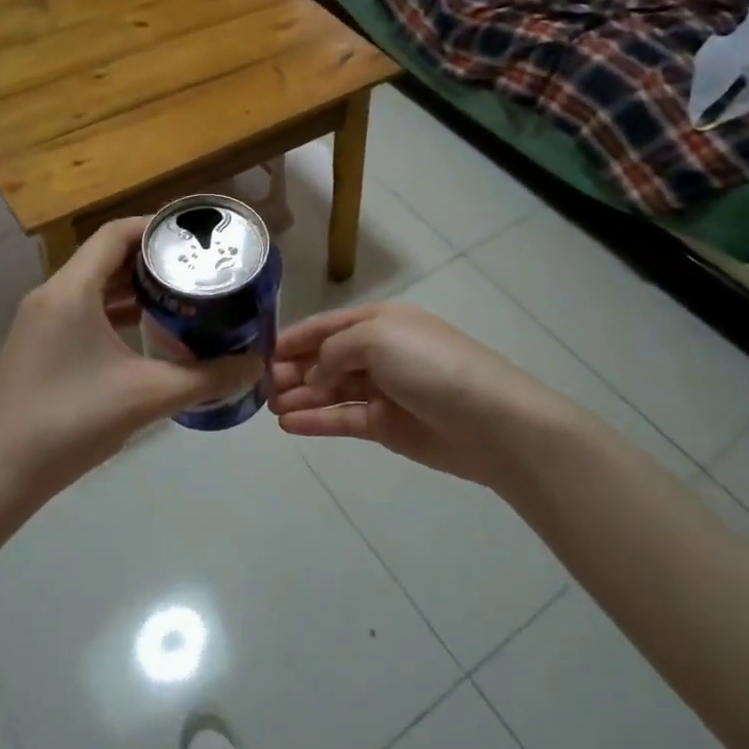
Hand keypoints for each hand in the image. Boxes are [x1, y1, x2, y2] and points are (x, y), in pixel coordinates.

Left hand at [0, 219, 262, 498]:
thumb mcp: (146, 396)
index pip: (115, 234)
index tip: (195, 238)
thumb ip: (206, 378)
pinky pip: (82, 312)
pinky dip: (115, 313)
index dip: (156, 228)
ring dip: (134, 288)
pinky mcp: (38, 348)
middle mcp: (51, 295)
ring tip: (180, 298)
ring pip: (93, 287)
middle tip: (197, 270)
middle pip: (106, 257)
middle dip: (152, 260)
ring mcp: (40, 323)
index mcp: (71, 290)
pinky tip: (146, 335)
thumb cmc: (70, 422)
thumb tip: (255, 365)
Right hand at [269, 304, 559, 489]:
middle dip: (293, 369)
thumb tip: (314, 374)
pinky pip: (343, 419)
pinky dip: (317, 420)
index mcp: (380, 322)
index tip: (261, 351)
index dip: (295, 337)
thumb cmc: (429, 365)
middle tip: (260, 385)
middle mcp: (379, 352)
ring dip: (301, 396)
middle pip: (326, 358)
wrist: (489, 420)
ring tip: (268, 406)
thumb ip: (333, 350)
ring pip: (331, 390)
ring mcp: (383, 390)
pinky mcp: (387, 426)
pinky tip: (289, 424)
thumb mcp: (376, 338)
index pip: (328, 326)